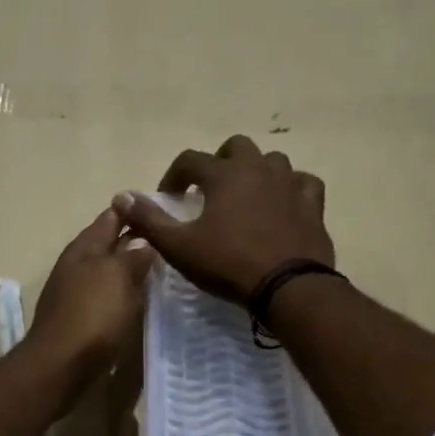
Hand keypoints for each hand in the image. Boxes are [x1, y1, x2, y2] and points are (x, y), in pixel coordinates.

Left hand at [28, 209, 156, 403]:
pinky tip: (140, 301)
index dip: (133, 211)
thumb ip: (132, 256)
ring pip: (108, 273)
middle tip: (169, 240)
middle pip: (109, 245)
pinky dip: (124, 295)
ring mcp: (76, 294)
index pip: (111, 218)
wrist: (61, 366)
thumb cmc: (92, 315)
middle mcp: (76, 266)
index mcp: (84, 248)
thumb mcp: (117, 277)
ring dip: (130, 270)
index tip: (162, 208)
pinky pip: (107, 299)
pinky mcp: (81, 321)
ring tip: (161, 270)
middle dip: (134, 241)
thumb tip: (142, 241)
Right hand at [112, 136, 333, 302]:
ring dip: (255, 171)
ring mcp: (290, 183)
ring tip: (245, 196)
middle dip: (218, 163)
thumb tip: (121, 197)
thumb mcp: (179, 246)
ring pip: (272, 160)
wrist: (288, 287)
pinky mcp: (313, 204)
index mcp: (224, 174)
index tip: (169, 198)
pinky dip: (290, 188)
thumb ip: (149, 220)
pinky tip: (283, 203)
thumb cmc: (228, 264)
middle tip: (209, 191)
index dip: (174, 176)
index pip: (190, 159)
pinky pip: (303, 182)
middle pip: (235, 147)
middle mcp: (258, 168)